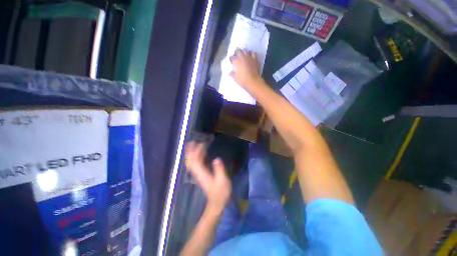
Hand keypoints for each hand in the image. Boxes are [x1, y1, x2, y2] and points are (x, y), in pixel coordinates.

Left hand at [185, 142, 231, 212]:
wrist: (217, 202)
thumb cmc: (221, 192)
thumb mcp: (223, 180)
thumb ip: (219, 169)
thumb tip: (216, 158)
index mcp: (202, 173)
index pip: (195, 161)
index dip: (196, 151)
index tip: (200, 143)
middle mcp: (198, 172)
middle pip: (190, 161)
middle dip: (190, 151)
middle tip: (192, 141)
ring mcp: (199, 174)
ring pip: (192, 162)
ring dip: (192, 153)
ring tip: (194, 144)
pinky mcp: (201, 174)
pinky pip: (196, 164)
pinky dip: (196, 157)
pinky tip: (200, 153)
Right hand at [229, 48, 261, 88]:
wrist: (253, 81)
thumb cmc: (243, 80)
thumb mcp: (235, 78)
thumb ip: (232, 74)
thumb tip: (230, 73)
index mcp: (236, 62)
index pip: (231, 57)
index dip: (231, 59)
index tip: (231, 61)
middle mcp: (242, 57)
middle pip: (238, 50)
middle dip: (236, 52)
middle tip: (236, 56)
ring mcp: (249, 57)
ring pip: (245, 51)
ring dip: (243, 52)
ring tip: (243, 55)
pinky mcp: (255, 59)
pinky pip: (253, 53)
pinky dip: (251, 53)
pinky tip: (251, 56)